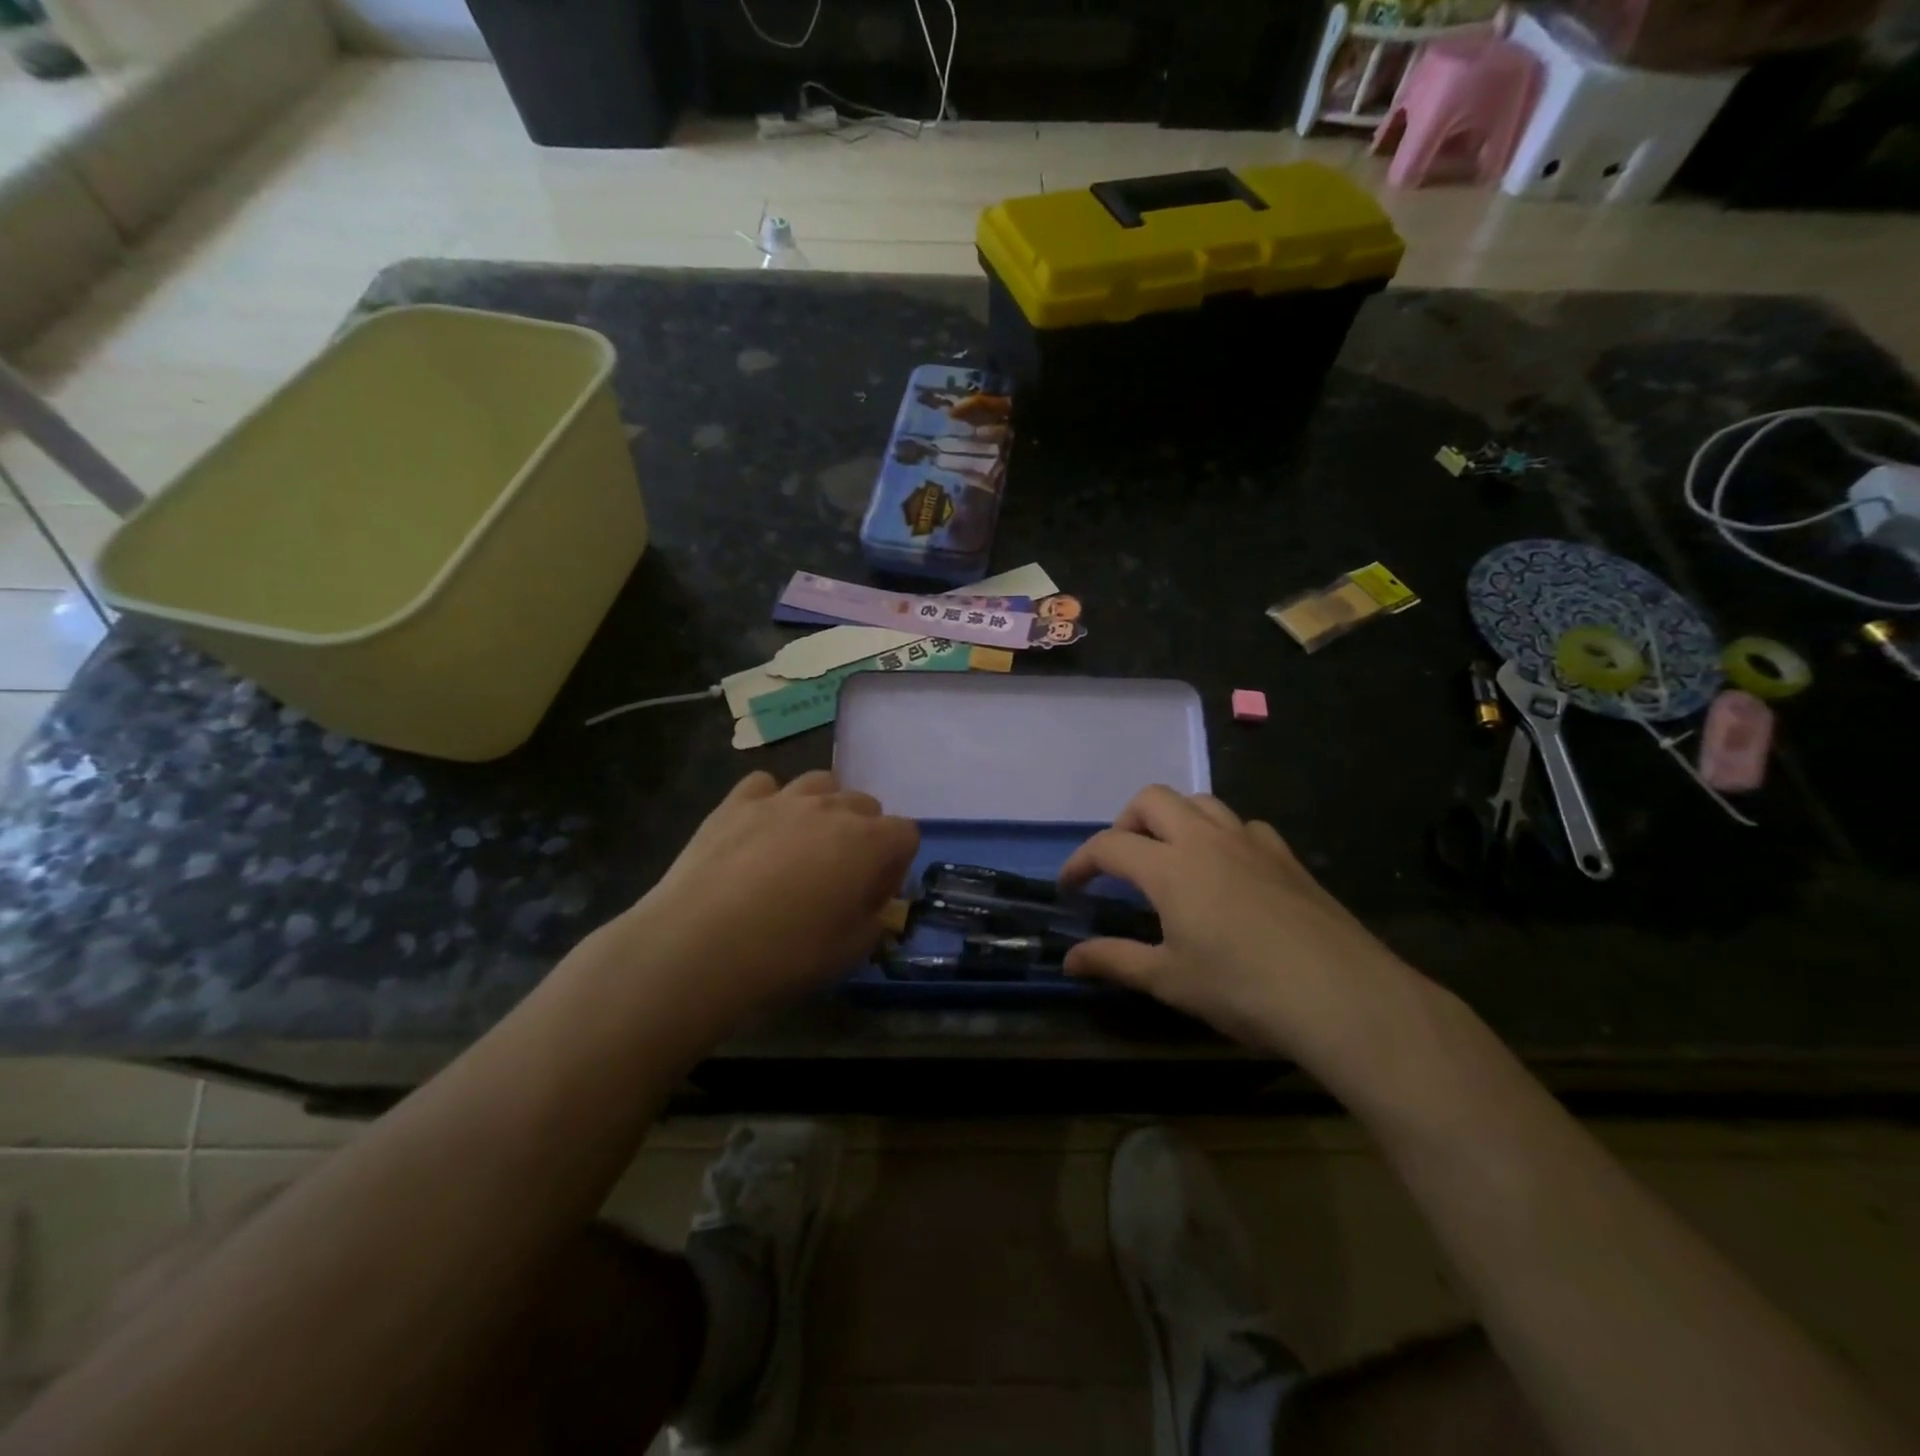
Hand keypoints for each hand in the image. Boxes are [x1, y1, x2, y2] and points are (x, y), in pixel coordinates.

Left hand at [619, 771, 918, 1022]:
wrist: (699, 946)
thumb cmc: (787, 954)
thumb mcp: (850, 951)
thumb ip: (875, 920)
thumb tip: (872, 905)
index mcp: (868, 842)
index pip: (906, 834)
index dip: (895, 865)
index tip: (873, 897)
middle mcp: (831, 808)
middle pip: (866, 804)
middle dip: (863, 835)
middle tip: (838, 876)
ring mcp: (782, 799)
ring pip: (821, 783)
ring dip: (823, 809)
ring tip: (802, 845)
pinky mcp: (736, 802)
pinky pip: (766, 785)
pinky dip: (770, 802)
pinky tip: (758, 832)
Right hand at [1060, 786, 1421, 1066]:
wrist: (1344, 997)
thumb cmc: (1244, 989)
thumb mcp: (1170, 980)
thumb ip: (1114, 961)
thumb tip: (1069, 960)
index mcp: (1170, 867)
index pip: (1109, 845)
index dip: (1080, 862)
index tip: (1070, 887)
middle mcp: (1206, 839)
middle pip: (1152, 800)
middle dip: (1125, 823)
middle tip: (1122, 864)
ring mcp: (1251, 842)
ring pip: (1200, 801)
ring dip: (1173, 819)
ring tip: (1170, 857)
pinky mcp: (1287, 856)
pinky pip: (1243, 825)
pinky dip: (1221, 835)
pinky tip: (1228, 870)